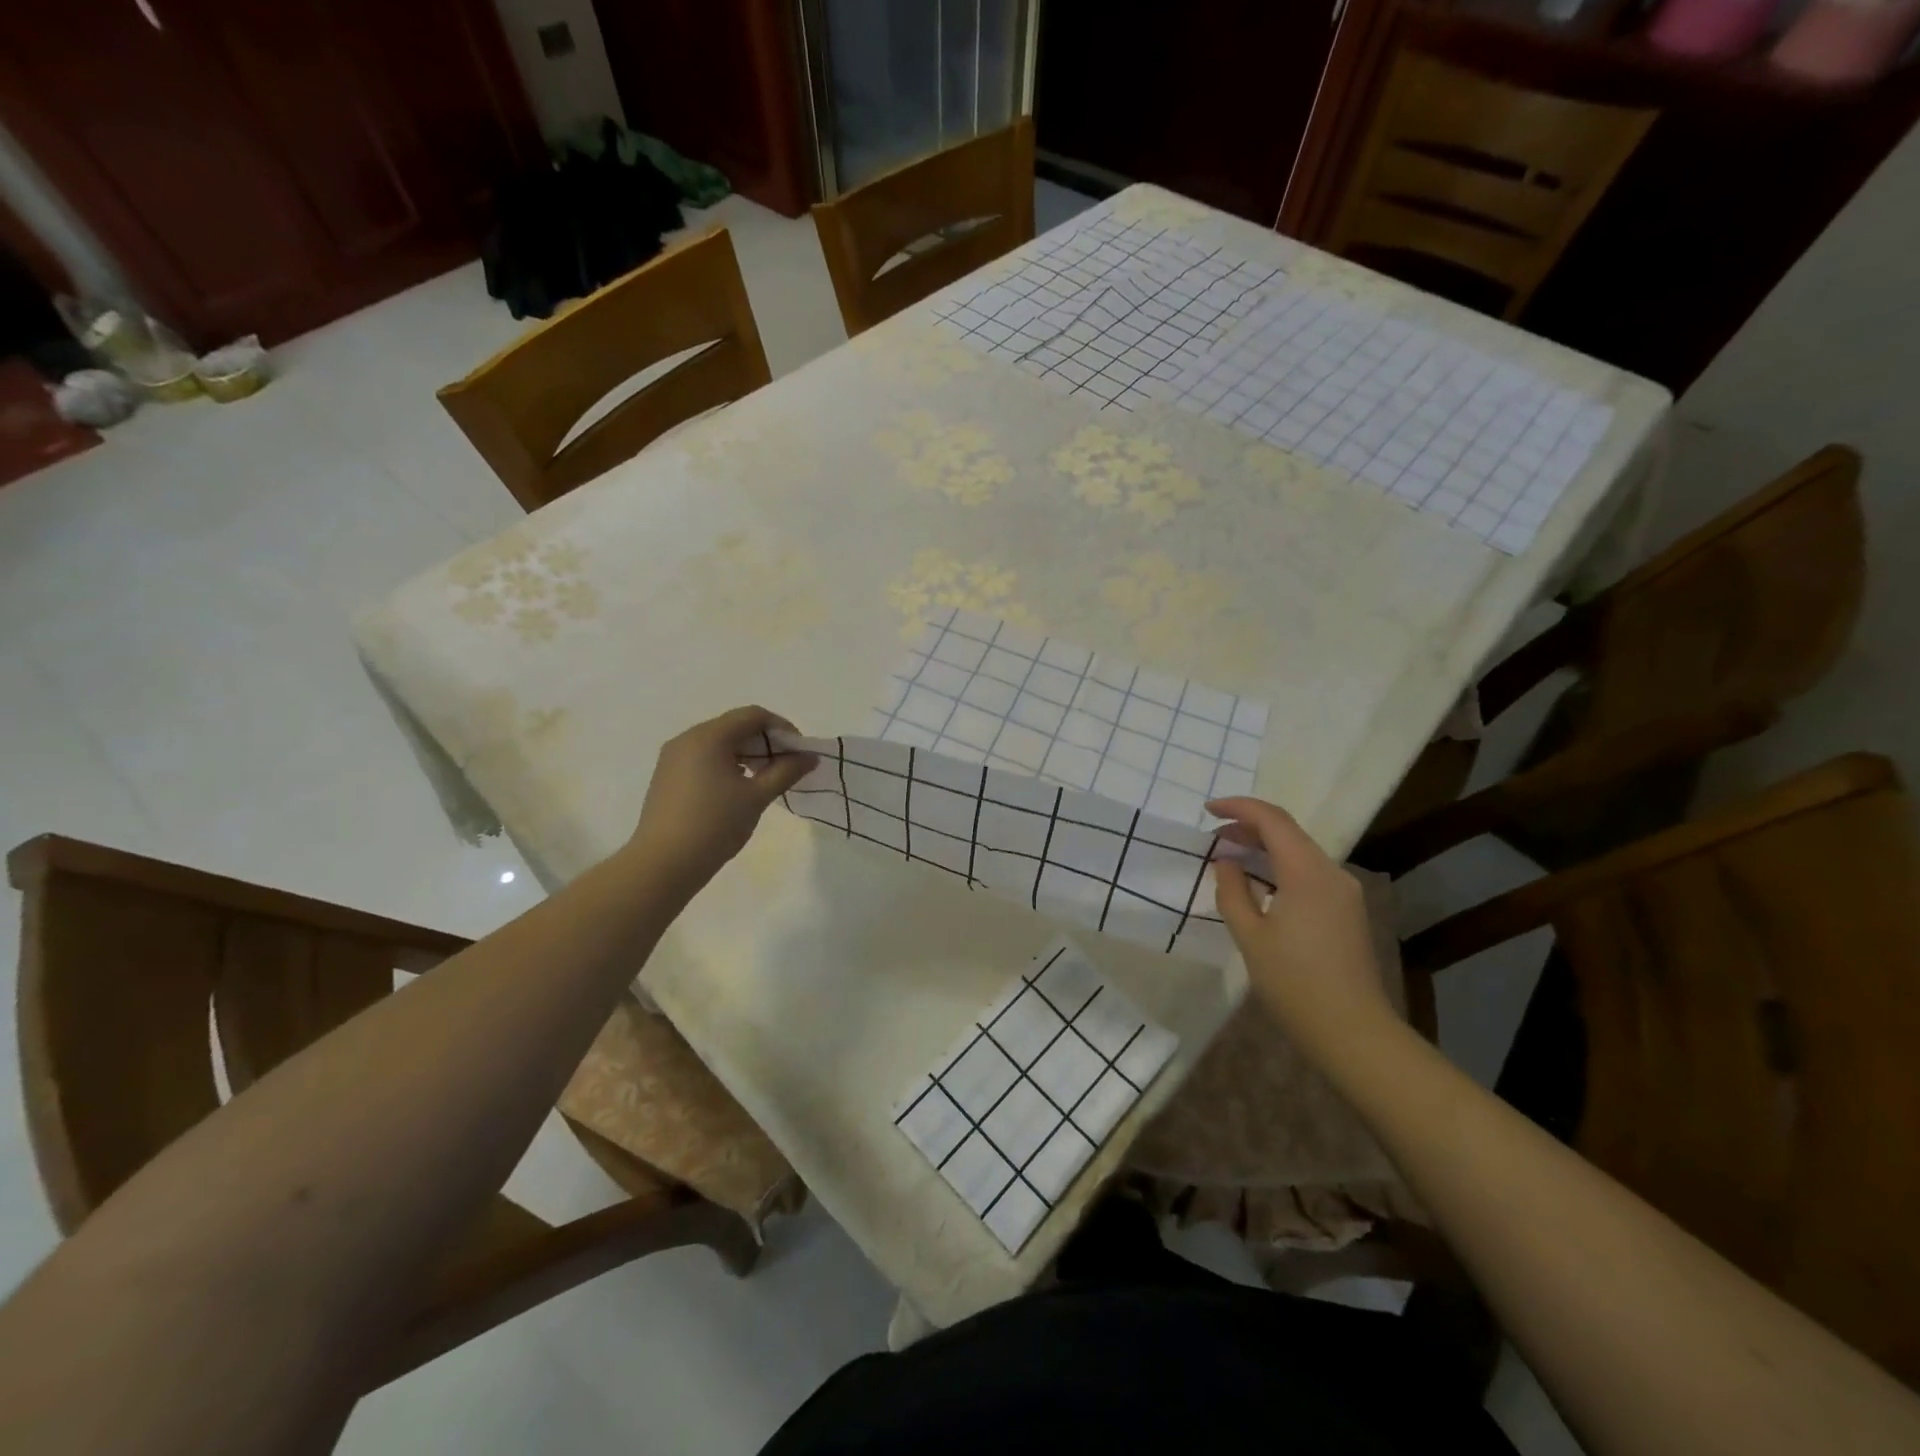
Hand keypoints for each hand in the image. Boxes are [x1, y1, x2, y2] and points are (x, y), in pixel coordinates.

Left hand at [629, 707, 816, 888]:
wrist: (662, 864)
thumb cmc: (714, 825)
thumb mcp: (757, 797)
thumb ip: (786, 771)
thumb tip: (810, 757)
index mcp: (709, 736)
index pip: (753, 715)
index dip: (782, 728)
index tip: (799, 752)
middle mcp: (688, 738)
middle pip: (735, 726)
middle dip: (765, 742)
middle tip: (786, 767)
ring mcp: (673, 757)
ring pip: (719, 743)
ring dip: (747, 754)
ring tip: (765, 780)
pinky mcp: (667, 776)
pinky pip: (704, 758)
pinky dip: (727, 764)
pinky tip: (738, 789)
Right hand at [1208, 796, 1398, 1062]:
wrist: (1353, 1032)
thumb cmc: (1294, 983)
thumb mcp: (1250, 936)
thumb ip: (1233, 891)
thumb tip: (1226, 862)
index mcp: (1307, 873)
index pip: (1272, 820)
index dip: (1238, 808)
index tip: (1207, 810)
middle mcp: (1332, 873)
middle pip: (1288, 832)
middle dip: (1248, 827)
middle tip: (1213, 838)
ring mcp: (1344, 892)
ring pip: (1299, 852)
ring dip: (1264, 848)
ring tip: (1229, 858)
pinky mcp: (1347, 911)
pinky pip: (1309, 873)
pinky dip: (1280, 867)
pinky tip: (1258, 885)